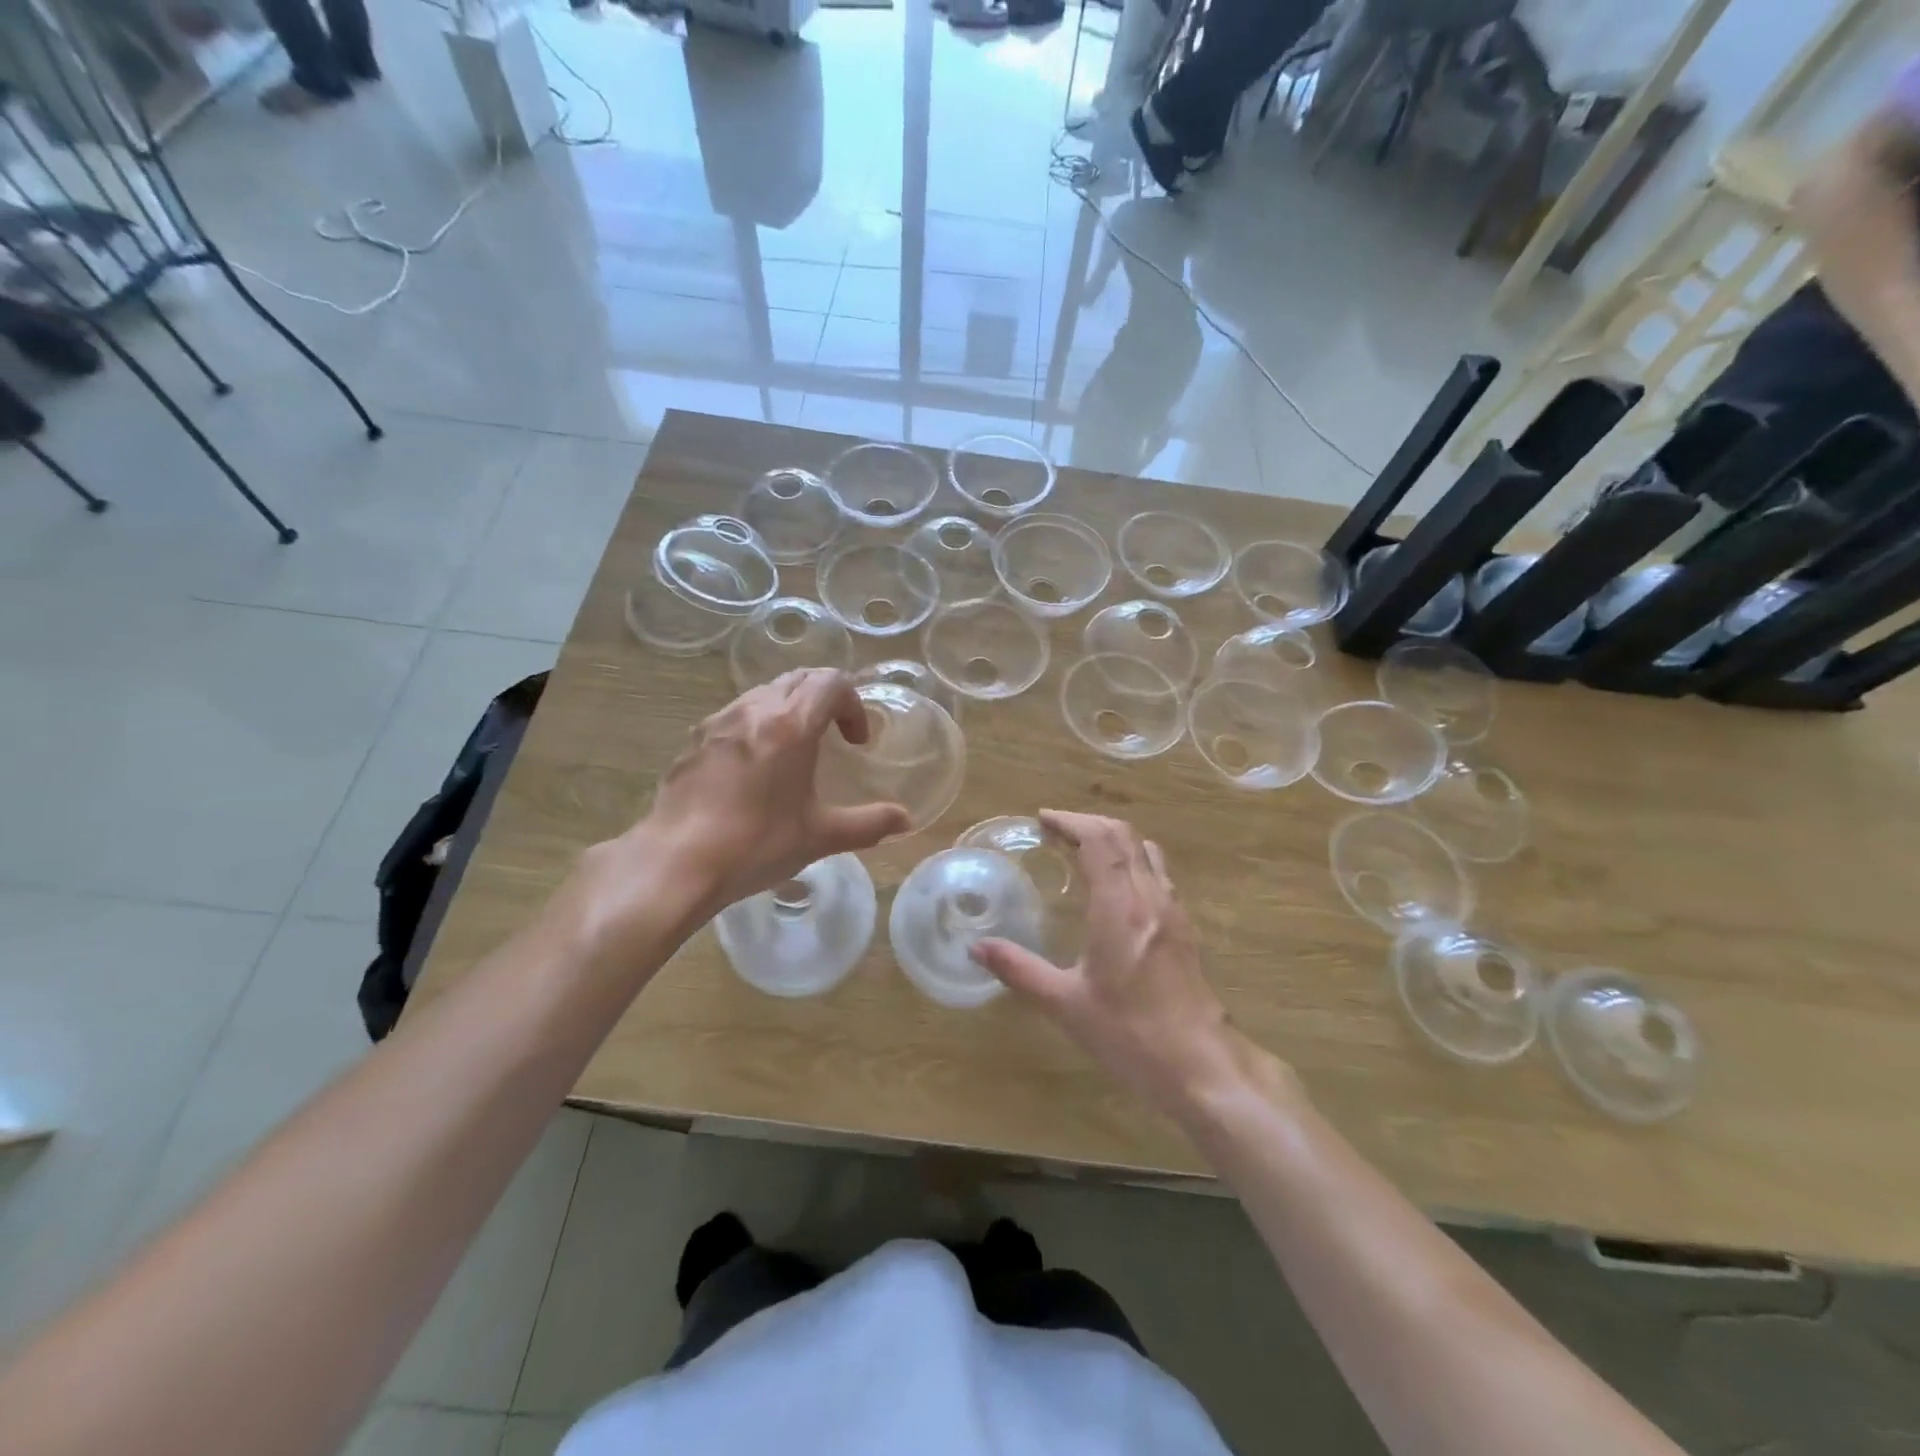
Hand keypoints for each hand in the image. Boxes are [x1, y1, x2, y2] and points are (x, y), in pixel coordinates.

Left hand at [582, 670, 909, 934]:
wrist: (676, 862)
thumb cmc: (755, 845)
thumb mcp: (819, 837)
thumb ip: (868, 824)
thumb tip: (905, 821)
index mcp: (790, 725)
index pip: (832, 682)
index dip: (853, 704)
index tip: (856, 742)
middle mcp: (754, 710)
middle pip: (799, 678)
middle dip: (825, 698)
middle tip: (834, 735)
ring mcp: (718, 721)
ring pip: (764, 692)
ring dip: (790, 708)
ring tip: (795, 750)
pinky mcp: (694, 740)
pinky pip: (735, 714)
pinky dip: (757, 723)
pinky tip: (753, 768)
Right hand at [971, 810, 1256, 1114]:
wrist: (1200, 1065)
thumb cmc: (1129, 1034)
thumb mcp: (1065, 1004)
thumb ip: (1019, 970)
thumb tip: (977, 949)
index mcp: (1118, 907)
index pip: (1098, 840)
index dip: (1070, 821)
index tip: (1043, 819)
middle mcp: (1149, 897)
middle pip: (1123, 836)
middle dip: (1088, 822)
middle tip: (1056, 829)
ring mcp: (1172, 909)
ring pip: (1144, 850)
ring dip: (1113, 838)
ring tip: (1082, 848)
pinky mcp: (1184, 927)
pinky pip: (1157, 872)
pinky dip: (1131, 859)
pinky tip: (1116, 885)